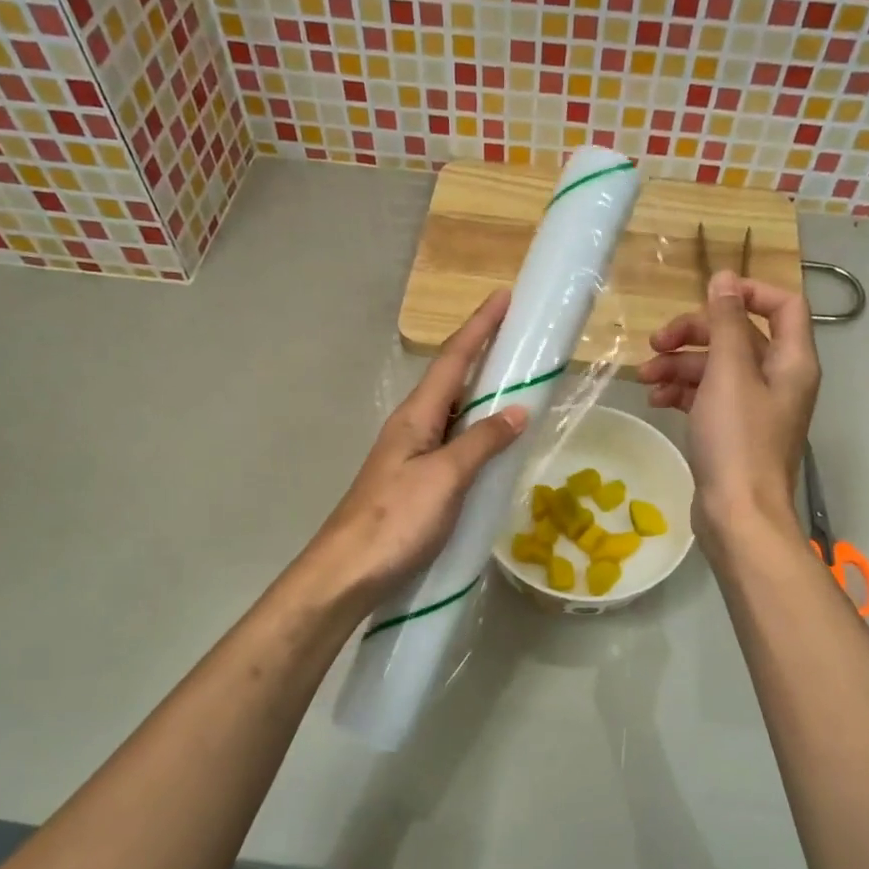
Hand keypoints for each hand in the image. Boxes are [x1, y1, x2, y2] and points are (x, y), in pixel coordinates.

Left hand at [310, 290, 527, 602]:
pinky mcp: (415, 483)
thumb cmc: (396, 520)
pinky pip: (452, 444)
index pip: (453, 359)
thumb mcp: (445, 477)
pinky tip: (493, 444)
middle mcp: (412, 427)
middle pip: (451, 380)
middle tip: (519, 339)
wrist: (348, 572)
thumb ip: (482, 442)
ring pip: (453, 414)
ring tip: (516, 384)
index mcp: (416, 416)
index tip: (503, 296)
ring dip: (481, 394)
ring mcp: (411, 456)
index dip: (479, 328)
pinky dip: (476, 433)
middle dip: (483, 354)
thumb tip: (518, 411)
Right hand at [638, 271, 819, 548]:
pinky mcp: (732, 431)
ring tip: (645, 377)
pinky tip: (656, 400)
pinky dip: (683, 393)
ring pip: (717, 368)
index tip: (706, 296)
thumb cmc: (737, 440)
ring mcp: (754, 407)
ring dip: (680, 366)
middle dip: (695, 334)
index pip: (783, 305)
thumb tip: (725, 278)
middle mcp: (778, 379)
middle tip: (656, 343)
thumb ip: (727, 322)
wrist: (737, 515)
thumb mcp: (729, 374)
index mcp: (791, 361)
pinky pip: (707, 397)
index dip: (747, 293)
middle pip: (739, 336)